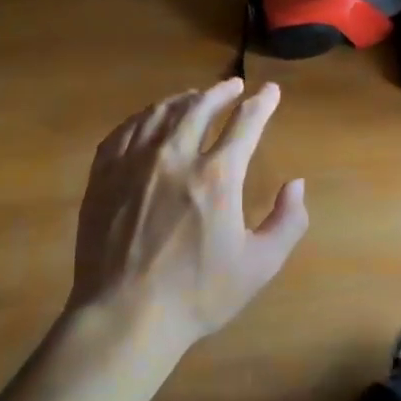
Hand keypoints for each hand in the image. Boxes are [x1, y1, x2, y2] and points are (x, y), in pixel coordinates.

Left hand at [70, 79, 308, 349]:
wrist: (125, 315)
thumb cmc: (197, 294)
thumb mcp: (259, 266)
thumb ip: (287, 222)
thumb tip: (297, 185)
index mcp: (217, 176)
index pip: (245, 123)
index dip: (262, 103)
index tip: (271, 90)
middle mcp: (175, 156)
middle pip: (199, 107)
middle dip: (221, 91)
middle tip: (232, 85)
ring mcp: (134, 163)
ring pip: (160, 113)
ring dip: (182, 99)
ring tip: (193, 96)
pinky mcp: (104, 175)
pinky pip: (124, 130)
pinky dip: (143, 117)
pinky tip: (148, 119)